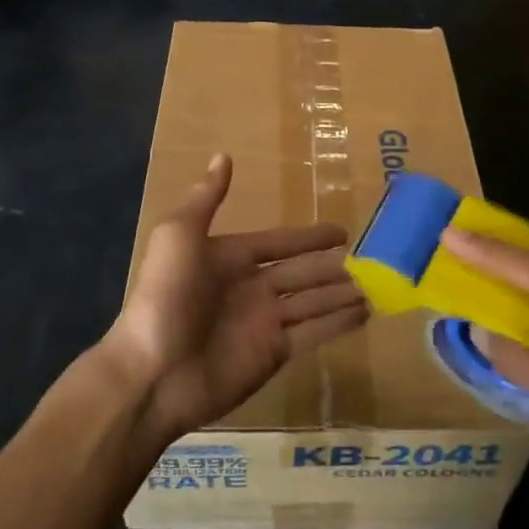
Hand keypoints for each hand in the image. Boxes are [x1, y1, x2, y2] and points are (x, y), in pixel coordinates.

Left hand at [103, 154, 367, 444]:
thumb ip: (205, 199)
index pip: (279, 243)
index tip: (341, 232)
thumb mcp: (179, 237)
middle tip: (368, 262)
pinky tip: (365, 313)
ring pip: (313, 301)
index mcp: (230, 258)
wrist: (153, 373)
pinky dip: (339, 323)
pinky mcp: (274, 354)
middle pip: (301, 273)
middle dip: (330, 267)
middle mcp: (251, 288)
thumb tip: (222, 155)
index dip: (308, 238)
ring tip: (374, 287)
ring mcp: (264, 323)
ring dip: (341, 294)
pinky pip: (314, 332)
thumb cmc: (166, 298)